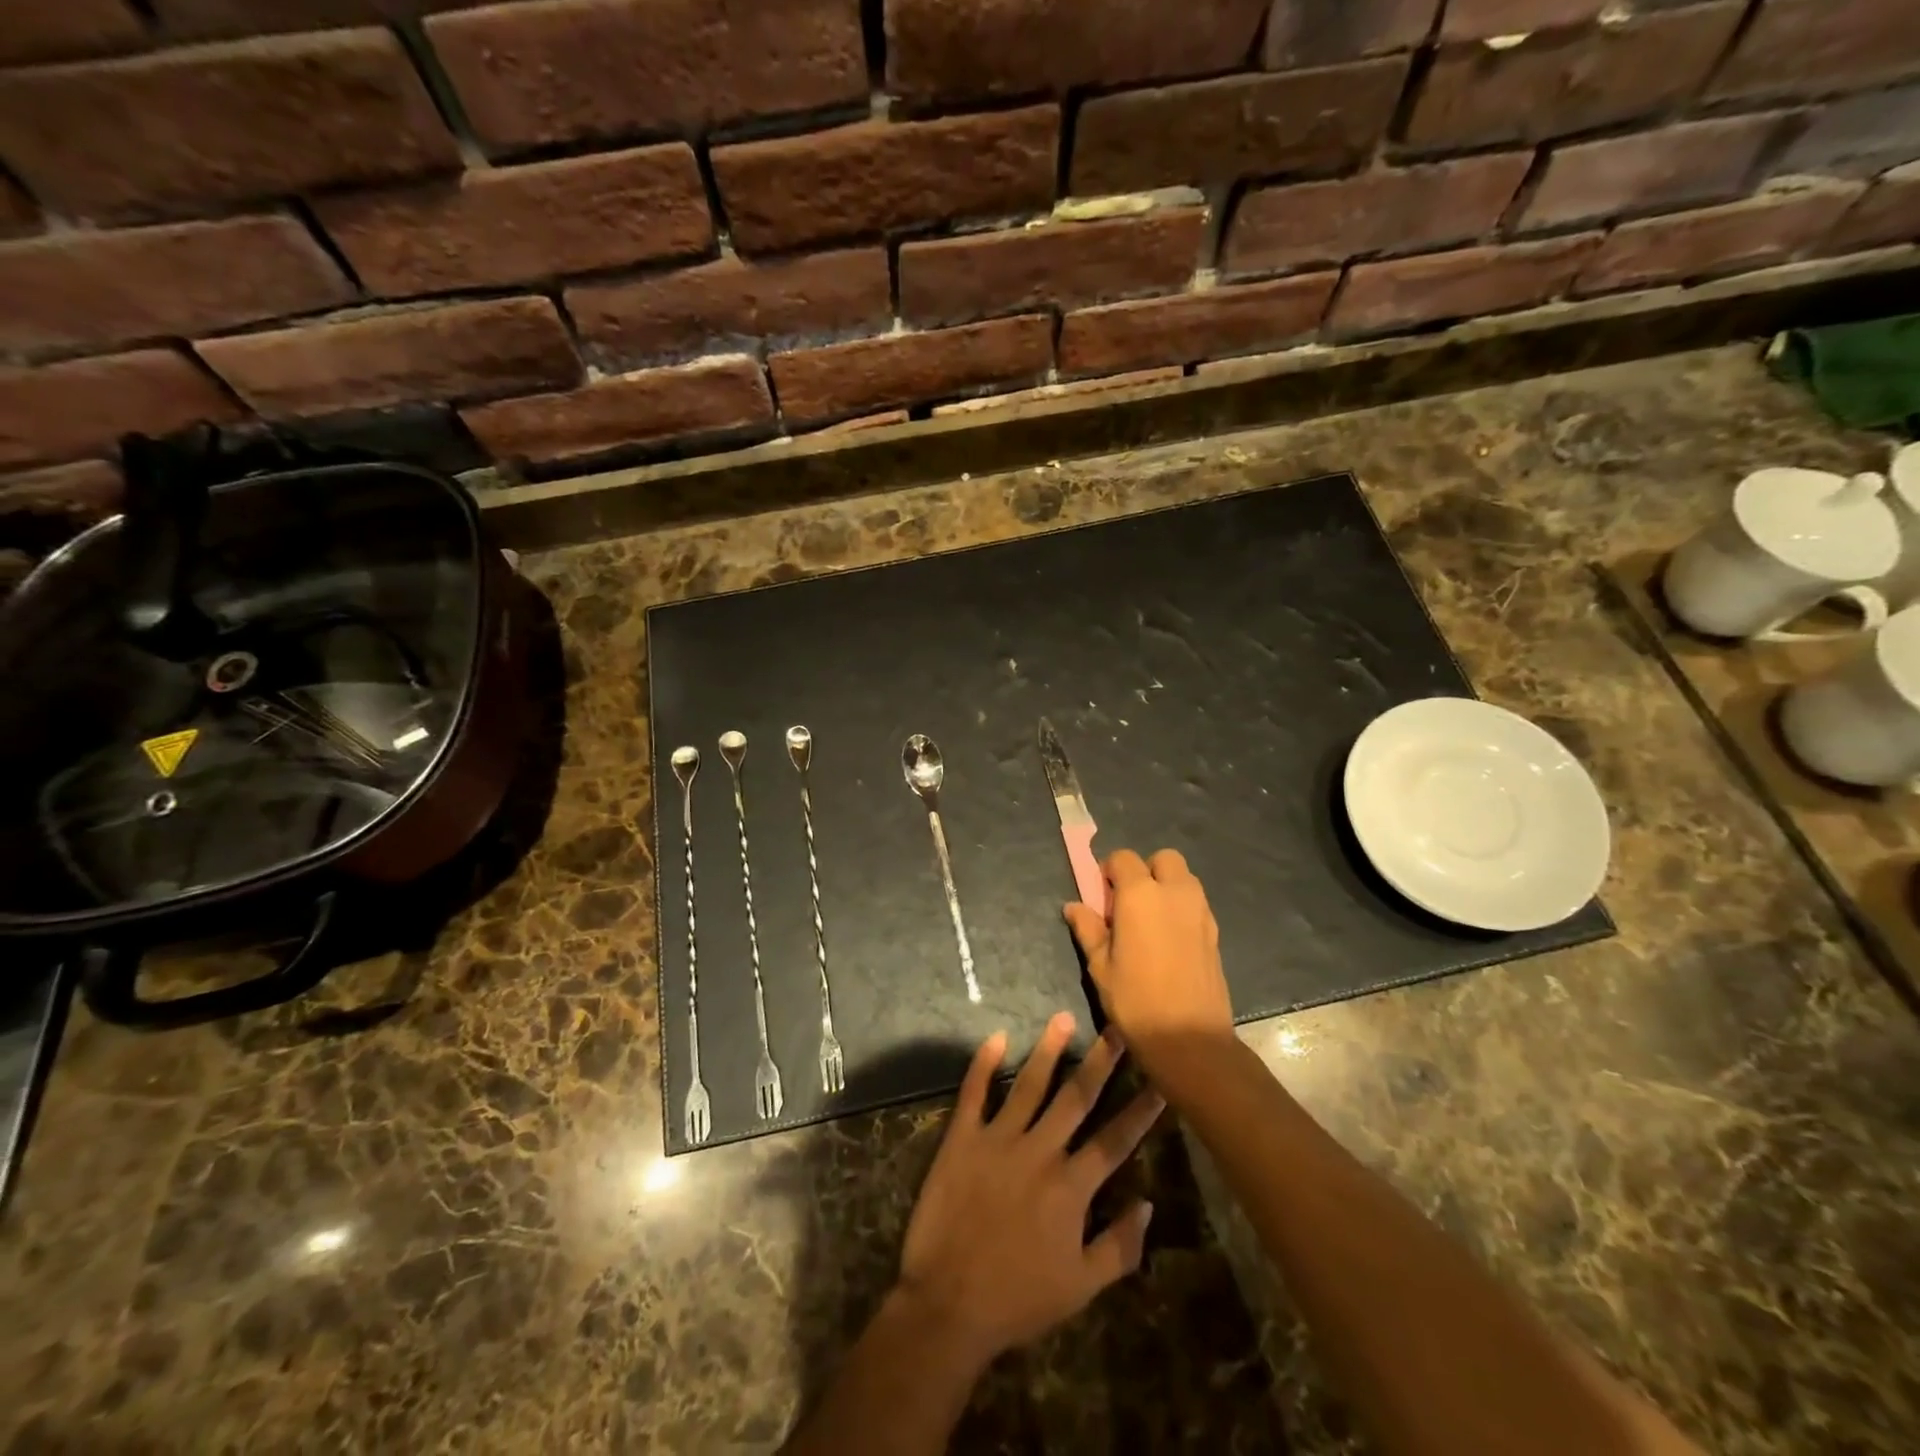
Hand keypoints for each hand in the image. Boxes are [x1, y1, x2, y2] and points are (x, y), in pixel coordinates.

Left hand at [892, 1013, 1162, 1369]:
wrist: (948, 1304)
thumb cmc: (1018, 1299)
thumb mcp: (1080, 1287)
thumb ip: (1119, 1247)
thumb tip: (1148, 1205)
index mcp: (1071, 1187)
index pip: (1115, 1140)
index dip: (1140, 1111)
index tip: (1161, 1081)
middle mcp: (1039, 1151)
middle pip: (1076, 1098)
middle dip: (1100, 1062)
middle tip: (1117, 1029)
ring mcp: (998, 1139)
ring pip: (1029, 1085)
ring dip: (1048, 1050)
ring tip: (1063, 1017)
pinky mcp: (961, 1138)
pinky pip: (973, 1093)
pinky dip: (983, 1063)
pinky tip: (996, 1037)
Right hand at [1063, 848, 1234, 1080]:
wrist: (1190, 1039)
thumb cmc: (1136, 1000)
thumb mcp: (1100, 966)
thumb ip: (1088, 929)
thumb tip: (1074, 906)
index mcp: (1141, 894)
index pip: (1123, 858)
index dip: (1109, 871)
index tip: (1102, 897)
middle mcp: (1175, 892)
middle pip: (1163, 858)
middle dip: (1145, 870)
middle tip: (1129, 903)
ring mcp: (1200, 911)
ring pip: (1184, 878)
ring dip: (1166, 886)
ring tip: (1150, 922)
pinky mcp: (1215, 931)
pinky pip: (1196, 903)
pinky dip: (1181, 908)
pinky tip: (1169, 941)